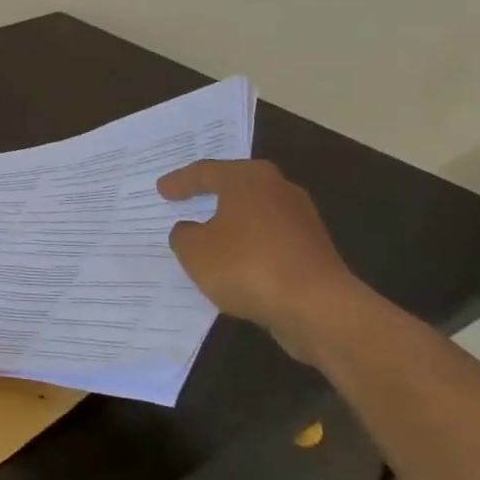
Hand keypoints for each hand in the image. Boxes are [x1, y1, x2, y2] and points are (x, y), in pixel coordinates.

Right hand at [159, 159, 361, 362]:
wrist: (317, 308)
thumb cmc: (247, 265)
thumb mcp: (195, 251)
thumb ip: (184, 235)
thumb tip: (190, 230)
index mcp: (248, 178)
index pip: (205, 172)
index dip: (180, 182)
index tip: (161, 190)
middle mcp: (278, 189)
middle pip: (236, 187)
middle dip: (210, 195)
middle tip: (187, 198)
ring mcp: (301, 220)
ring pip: (254, 215)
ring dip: (231, 224)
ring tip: (207, 235)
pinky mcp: (314, 251)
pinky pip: (270, 241)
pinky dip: (249, 247)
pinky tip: (234, 263)